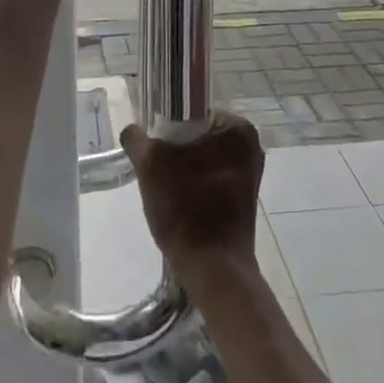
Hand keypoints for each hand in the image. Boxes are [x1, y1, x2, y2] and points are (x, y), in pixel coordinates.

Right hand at [121, 111, 263, 282]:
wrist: (213, 270)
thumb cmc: (186, 210)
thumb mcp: (151, 166)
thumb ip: (138, 139)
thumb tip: (132, 130)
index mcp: (238, 128)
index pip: (193, 112)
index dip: (168, 127)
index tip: (154, 148)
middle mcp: (251, 145)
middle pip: (198, 135)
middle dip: (175, 150)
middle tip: (156, 171)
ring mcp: (250, 173)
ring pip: (203, 158)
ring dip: (183, 169)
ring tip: (166, 190)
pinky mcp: (244, 197)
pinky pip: (211, 178)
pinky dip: (194, 185)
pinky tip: (180, 203)